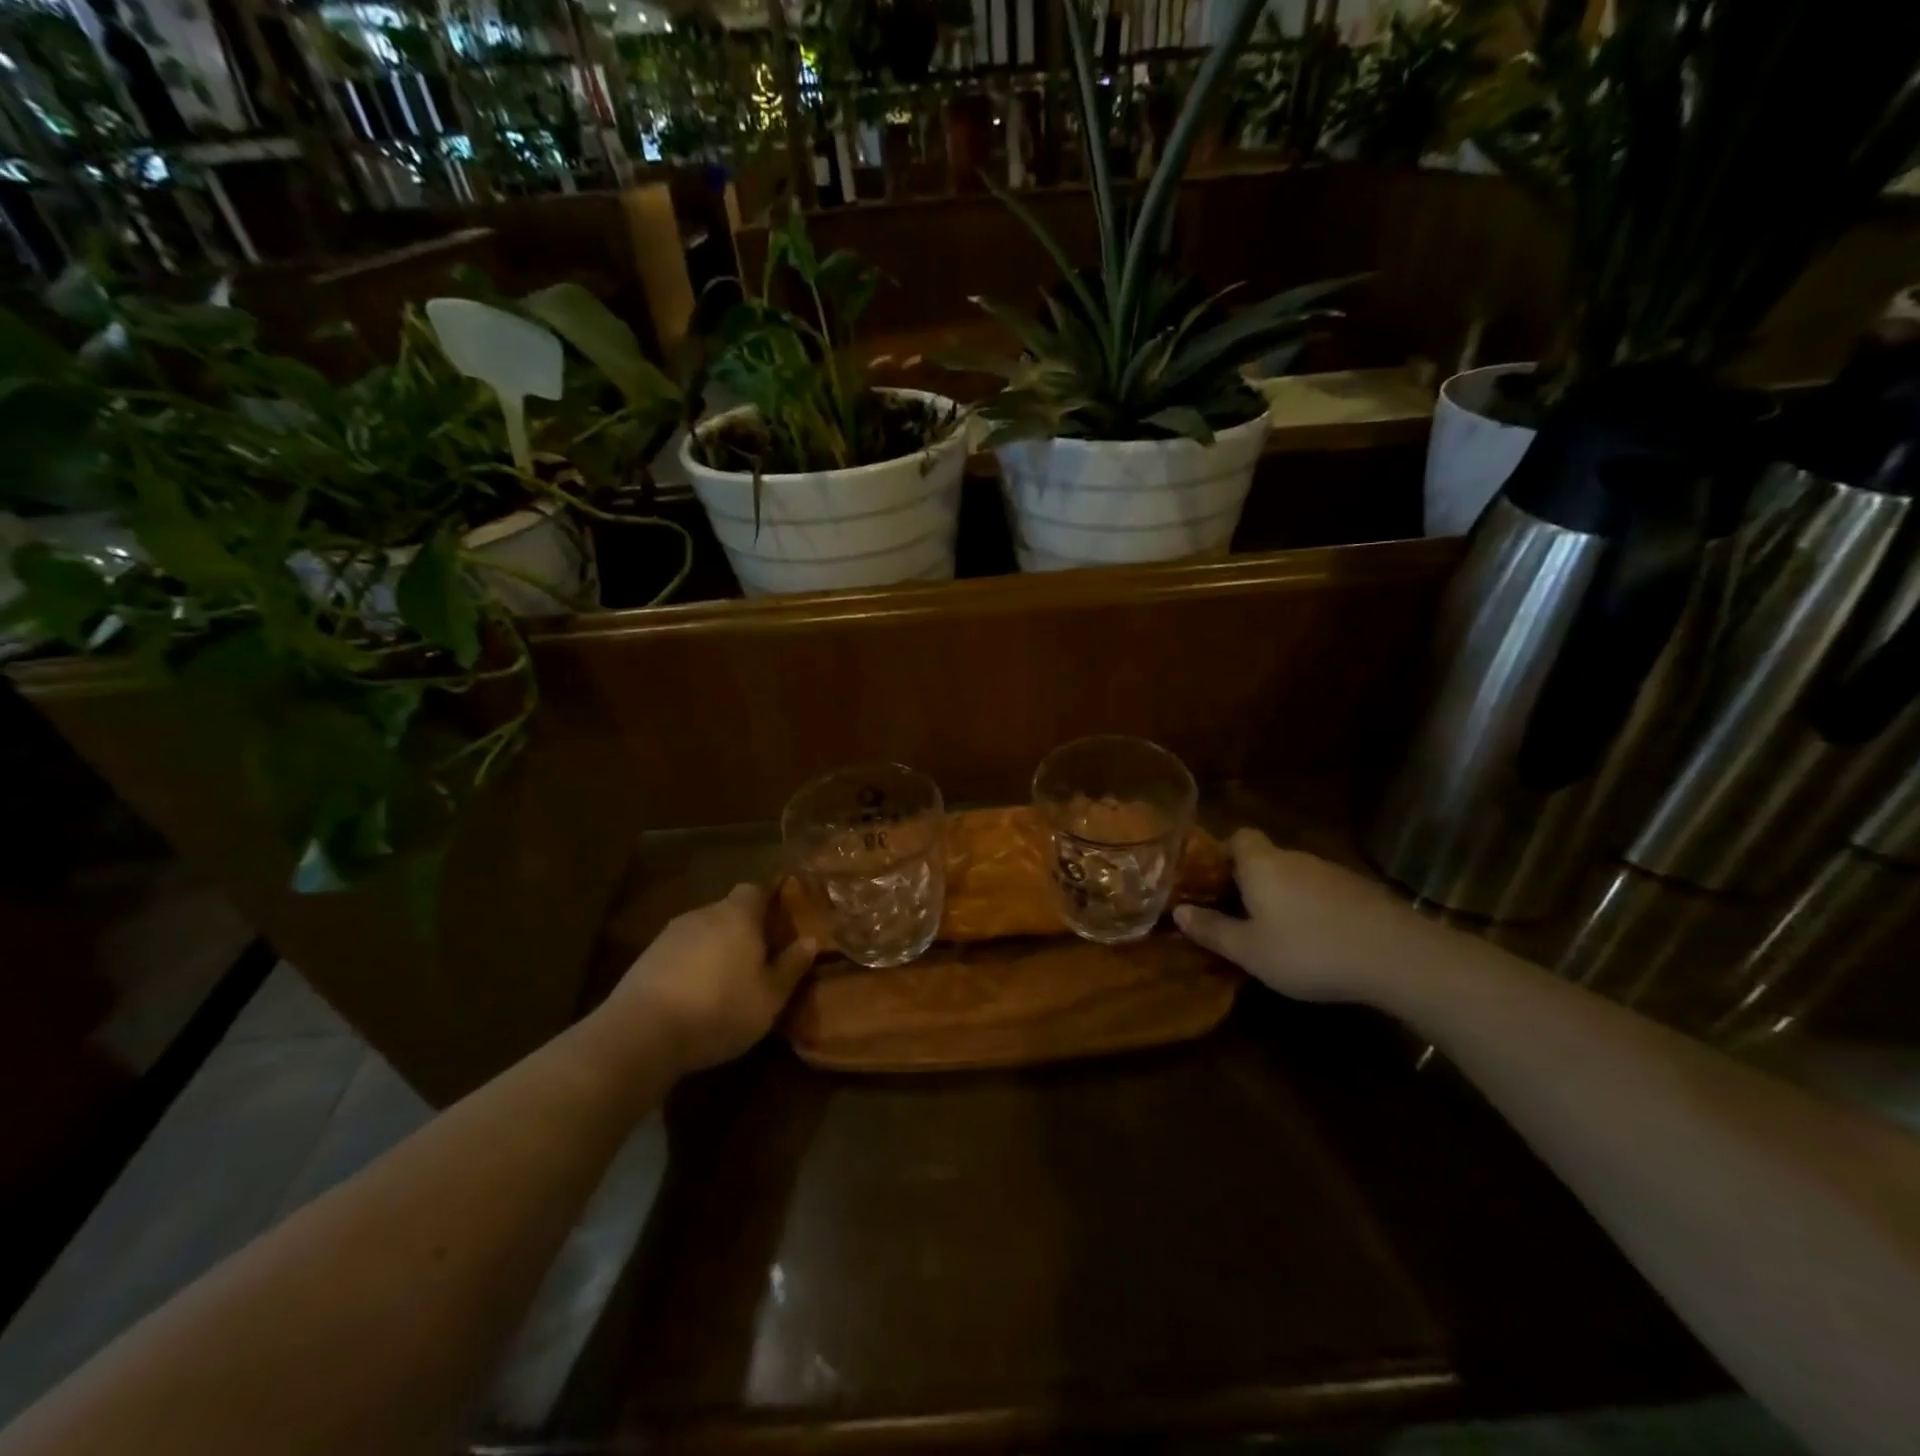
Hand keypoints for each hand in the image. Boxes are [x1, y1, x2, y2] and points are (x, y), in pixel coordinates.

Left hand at [596, 884, 815, 1075]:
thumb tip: (811, 940)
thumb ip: (791, 966)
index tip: (780, 922)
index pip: (756, 888)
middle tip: (758, 958)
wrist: (640, 1034)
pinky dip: (690, 965)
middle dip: (743, 928)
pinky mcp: (646, 957)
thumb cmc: (719, 1010)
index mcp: (738, 915)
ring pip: (703, 931)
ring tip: (725, 981)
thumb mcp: (770, 997)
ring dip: (715, 948)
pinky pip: (680, 951)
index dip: (769, 901)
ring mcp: (670, 934)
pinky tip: (693, 995)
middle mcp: (704, 913)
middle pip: (729, 909)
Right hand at [1173, 829, 1432, 1003]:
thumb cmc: (1309, 951)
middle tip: (1239, 913)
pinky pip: (1325, 892)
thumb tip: (1178, 911)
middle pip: (1266, 858)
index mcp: (1261, 864)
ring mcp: (1333, 872)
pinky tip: (1320, 940)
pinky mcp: (1363, 891)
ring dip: (1285, 896)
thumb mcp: (1250, 951)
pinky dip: (1316, 909)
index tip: (1213, 880)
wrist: (1398, 957)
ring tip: (1279, 932)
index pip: (1238, 837)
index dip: (1223, 853)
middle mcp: (1295, 858)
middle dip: (1251, 880)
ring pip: (1297, 876)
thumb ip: (1212, 930)